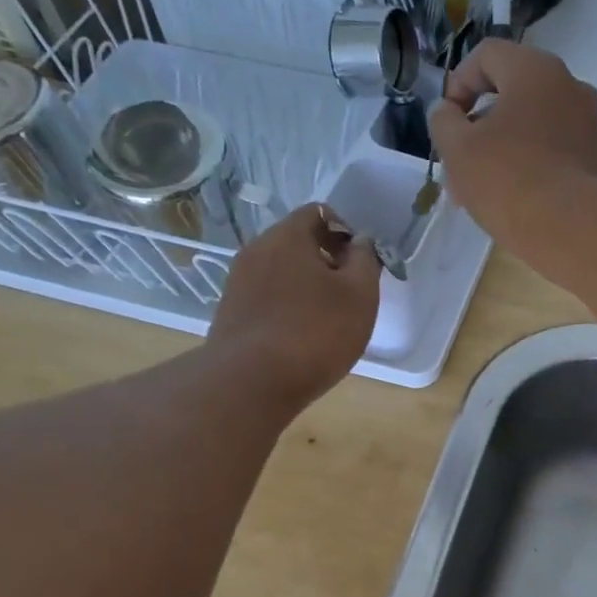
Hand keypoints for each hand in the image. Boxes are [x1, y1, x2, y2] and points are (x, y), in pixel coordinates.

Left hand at [207, 203, 379, 411]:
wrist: (251, 383)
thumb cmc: (315, 333)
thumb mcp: (360, 295)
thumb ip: (365, 261)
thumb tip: (359, 243)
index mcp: (287, 236)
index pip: (320, 213)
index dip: (346, 231)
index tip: (362, 263)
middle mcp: (256, 250)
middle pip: (298, 242)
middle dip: (327, 261)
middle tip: (350, 294)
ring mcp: (238, 282)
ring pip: (281, 272)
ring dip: (306, 287)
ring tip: (327, 320)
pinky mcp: (231, 313)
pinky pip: (267, 298)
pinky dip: (287, 308)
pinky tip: (301, 338)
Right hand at [428, 41, 596, 233]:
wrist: (571, 229)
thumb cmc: (508, 179)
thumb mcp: (458, 150)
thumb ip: (443, 121)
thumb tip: (447, 111)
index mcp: (535, 70)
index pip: (487, 55)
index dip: (458, 83)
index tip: (447, 121)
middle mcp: (570, 86)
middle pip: (513, 93)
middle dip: (480, 126)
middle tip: (460, 162)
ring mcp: (590, 124)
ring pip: (534, 126)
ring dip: (504, 149)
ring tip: (482, 190)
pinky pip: (556, 151)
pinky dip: (532, 165)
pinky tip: (515, 199)